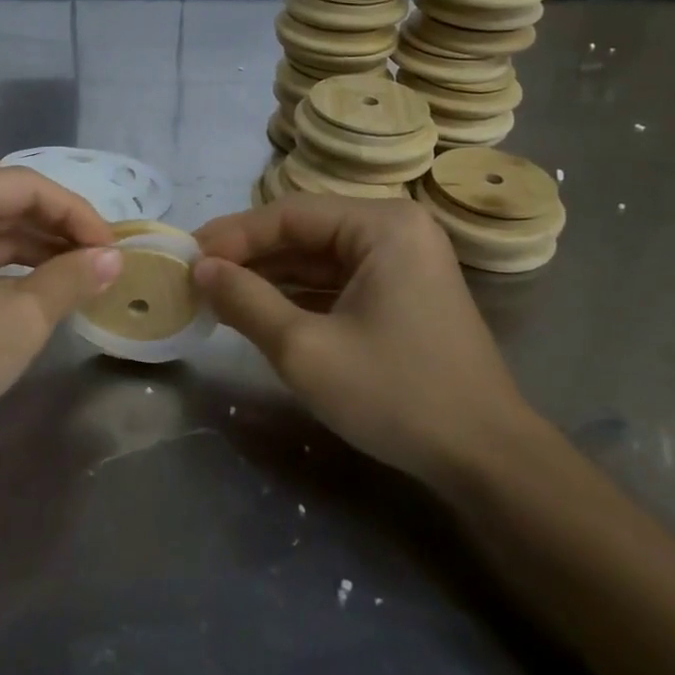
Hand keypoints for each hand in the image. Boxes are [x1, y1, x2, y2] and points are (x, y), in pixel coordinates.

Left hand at [0, 170, 122, 449]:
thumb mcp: (19, 317)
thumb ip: (70, 278)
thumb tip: (113, 259)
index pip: (25, 187)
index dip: (76, 214)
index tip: (114, 248)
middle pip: (4, 204)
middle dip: (57, 232)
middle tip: (103, 262)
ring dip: (35, 252)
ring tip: (82, 275)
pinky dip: (6, 271)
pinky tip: (40, 289)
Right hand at [193, 195, 539, 488]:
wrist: (487, 460)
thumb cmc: (396, 394)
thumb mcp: (305, 349)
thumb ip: (246, 301)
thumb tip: (200, 269)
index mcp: (382, 225)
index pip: (289, 214)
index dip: (233, 235)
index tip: (187, 256)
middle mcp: (396, 230)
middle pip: (304, 231)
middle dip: (249, 256)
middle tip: (196, 276)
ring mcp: (403, 261)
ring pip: (318, 257)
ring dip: (269, 275)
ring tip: (216, 293)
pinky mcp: (402, 293)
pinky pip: (338, 280)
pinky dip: (297, 294)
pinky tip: (258, 308)